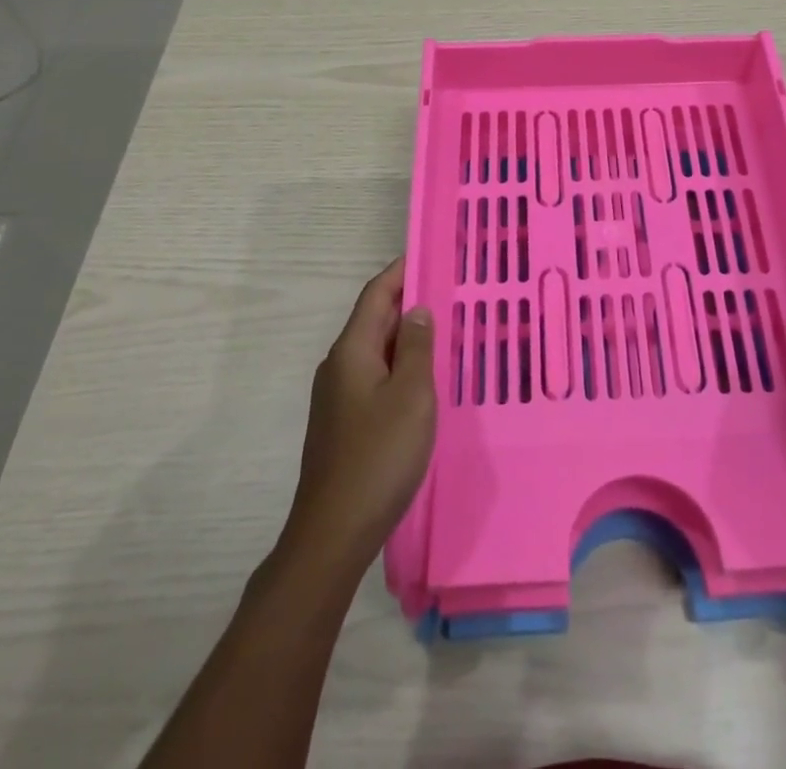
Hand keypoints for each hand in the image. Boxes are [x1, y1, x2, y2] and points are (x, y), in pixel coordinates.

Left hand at [282, 258, 435, 571]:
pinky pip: (375, 377)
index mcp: (352, 350)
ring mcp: (337, 397)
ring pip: (377, 351)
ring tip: (446, 332)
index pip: (376, 294)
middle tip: (452, 293)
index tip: (432, 254)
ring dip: (408, 338)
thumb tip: (417, 310)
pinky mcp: (343, 423)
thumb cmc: (379, 456)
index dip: (402, 271)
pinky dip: (400, 367)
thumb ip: (417, 348)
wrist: (333, 532)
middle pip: (375, 320)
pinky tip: (425, 381)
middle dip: (410, 303)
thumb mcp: (412, 395)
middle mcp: (339, 366)